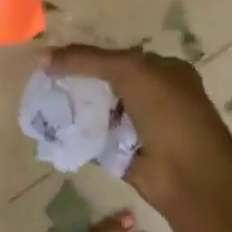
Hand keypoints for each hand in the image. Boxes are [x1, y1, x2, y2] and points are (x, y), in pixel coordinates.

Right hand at [45, 45, 231, 231]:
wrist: (190, 175)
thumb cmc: (167, 113)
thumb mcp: (129, 71)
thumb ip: (87, 59)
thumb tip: (43, 57)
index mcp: (163, 71)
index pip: (116, 57)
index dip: (86, 57)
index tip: (53, 61)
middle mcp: (153, 96)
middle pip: (104, 83)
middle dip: (76, 83)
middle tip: (44, 83)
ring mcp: (138, 125)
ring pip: (97, 110)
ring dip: (73, 108)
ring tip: (42, 102)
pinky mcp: (124, 152)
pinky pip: (94, 137)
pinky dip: (76, 133)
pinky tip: (53, 127)